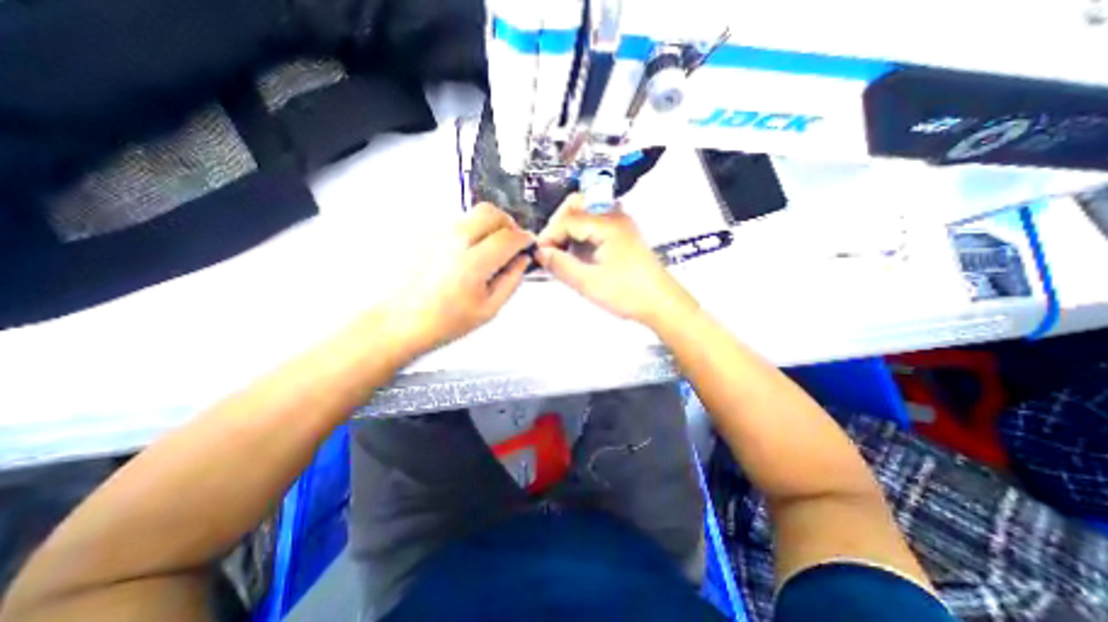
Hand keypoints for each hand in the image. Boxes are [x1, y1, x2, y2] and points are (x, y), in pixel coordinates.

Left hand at [380, 204, 536, 358]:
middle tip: (512, 240)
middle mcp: (453, 241)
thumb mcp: (488, 309)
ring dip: (488, 225)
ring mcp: (435, 234)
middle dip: (508, 223)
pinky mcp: (423, 233)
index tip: (528, 243)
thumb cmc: (441, 322)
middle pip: (491, 213)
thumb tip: (522, 261)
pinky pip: (455, 221)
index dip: (524, 238)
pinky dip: (469, 230)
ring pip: (472, 214)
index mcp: (473, 264)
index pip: (509, 237)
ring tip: (488, 248)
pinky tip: (466, 252)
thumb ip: (511, 281)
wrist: (398, 322)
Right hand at [534, 195, 695, 328]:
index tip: (540, 255)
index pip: (567, 219)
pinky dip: (581, 235)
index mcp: (607, 224)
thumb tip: (541, 253)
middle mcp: (614, 216)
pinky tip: (578, 255)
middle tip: (551, 250)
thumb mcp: (588, 282)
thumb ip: (560, 265)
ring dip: (569, 230)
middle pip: (577, 205)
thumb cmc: (628, 293)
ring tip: (562, 255)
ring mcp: (621, 224)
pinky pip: (595, 225)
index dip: (549, 236)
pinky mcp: (623, 235)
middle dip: (558, 225)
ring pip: (586, 213)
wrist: (662, 303)